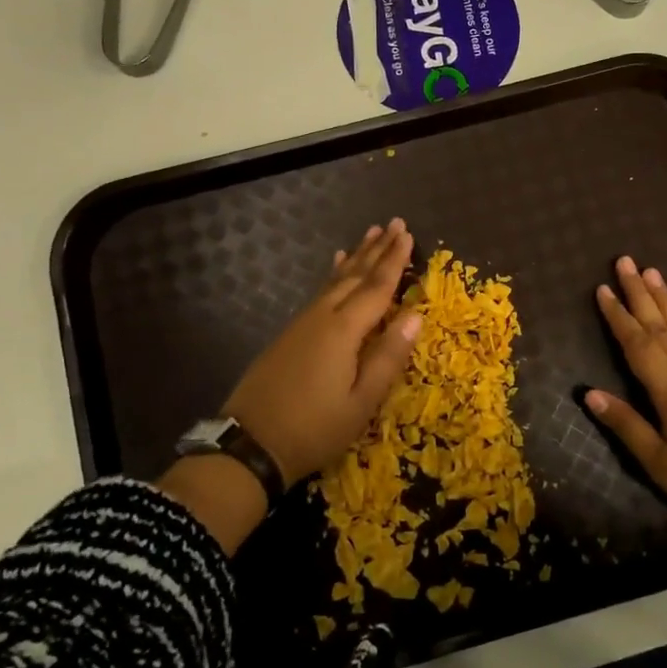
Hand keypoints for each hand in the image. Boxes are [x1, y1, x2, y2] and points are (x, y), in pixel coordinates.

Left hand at [222, 219, 421, 487]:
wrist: (250, 444)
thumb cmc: (314, 428)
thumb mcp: (361, 401)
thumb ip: (388, 356)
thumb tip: (416, 315)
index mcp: (344, 331)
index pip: (377, 287)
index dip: (394, 260)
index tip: (407, 234)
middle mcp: (323, 317)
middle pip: (355, 276)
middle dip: (376, 249)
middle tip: (395, 223)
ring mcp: (302, 324)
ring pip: (335, 281)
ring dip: (356, 257)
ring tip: (370, 234)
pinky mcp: (290, 334)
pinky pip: (319, 292)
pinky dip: (333, 275)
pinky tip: (334, 267)